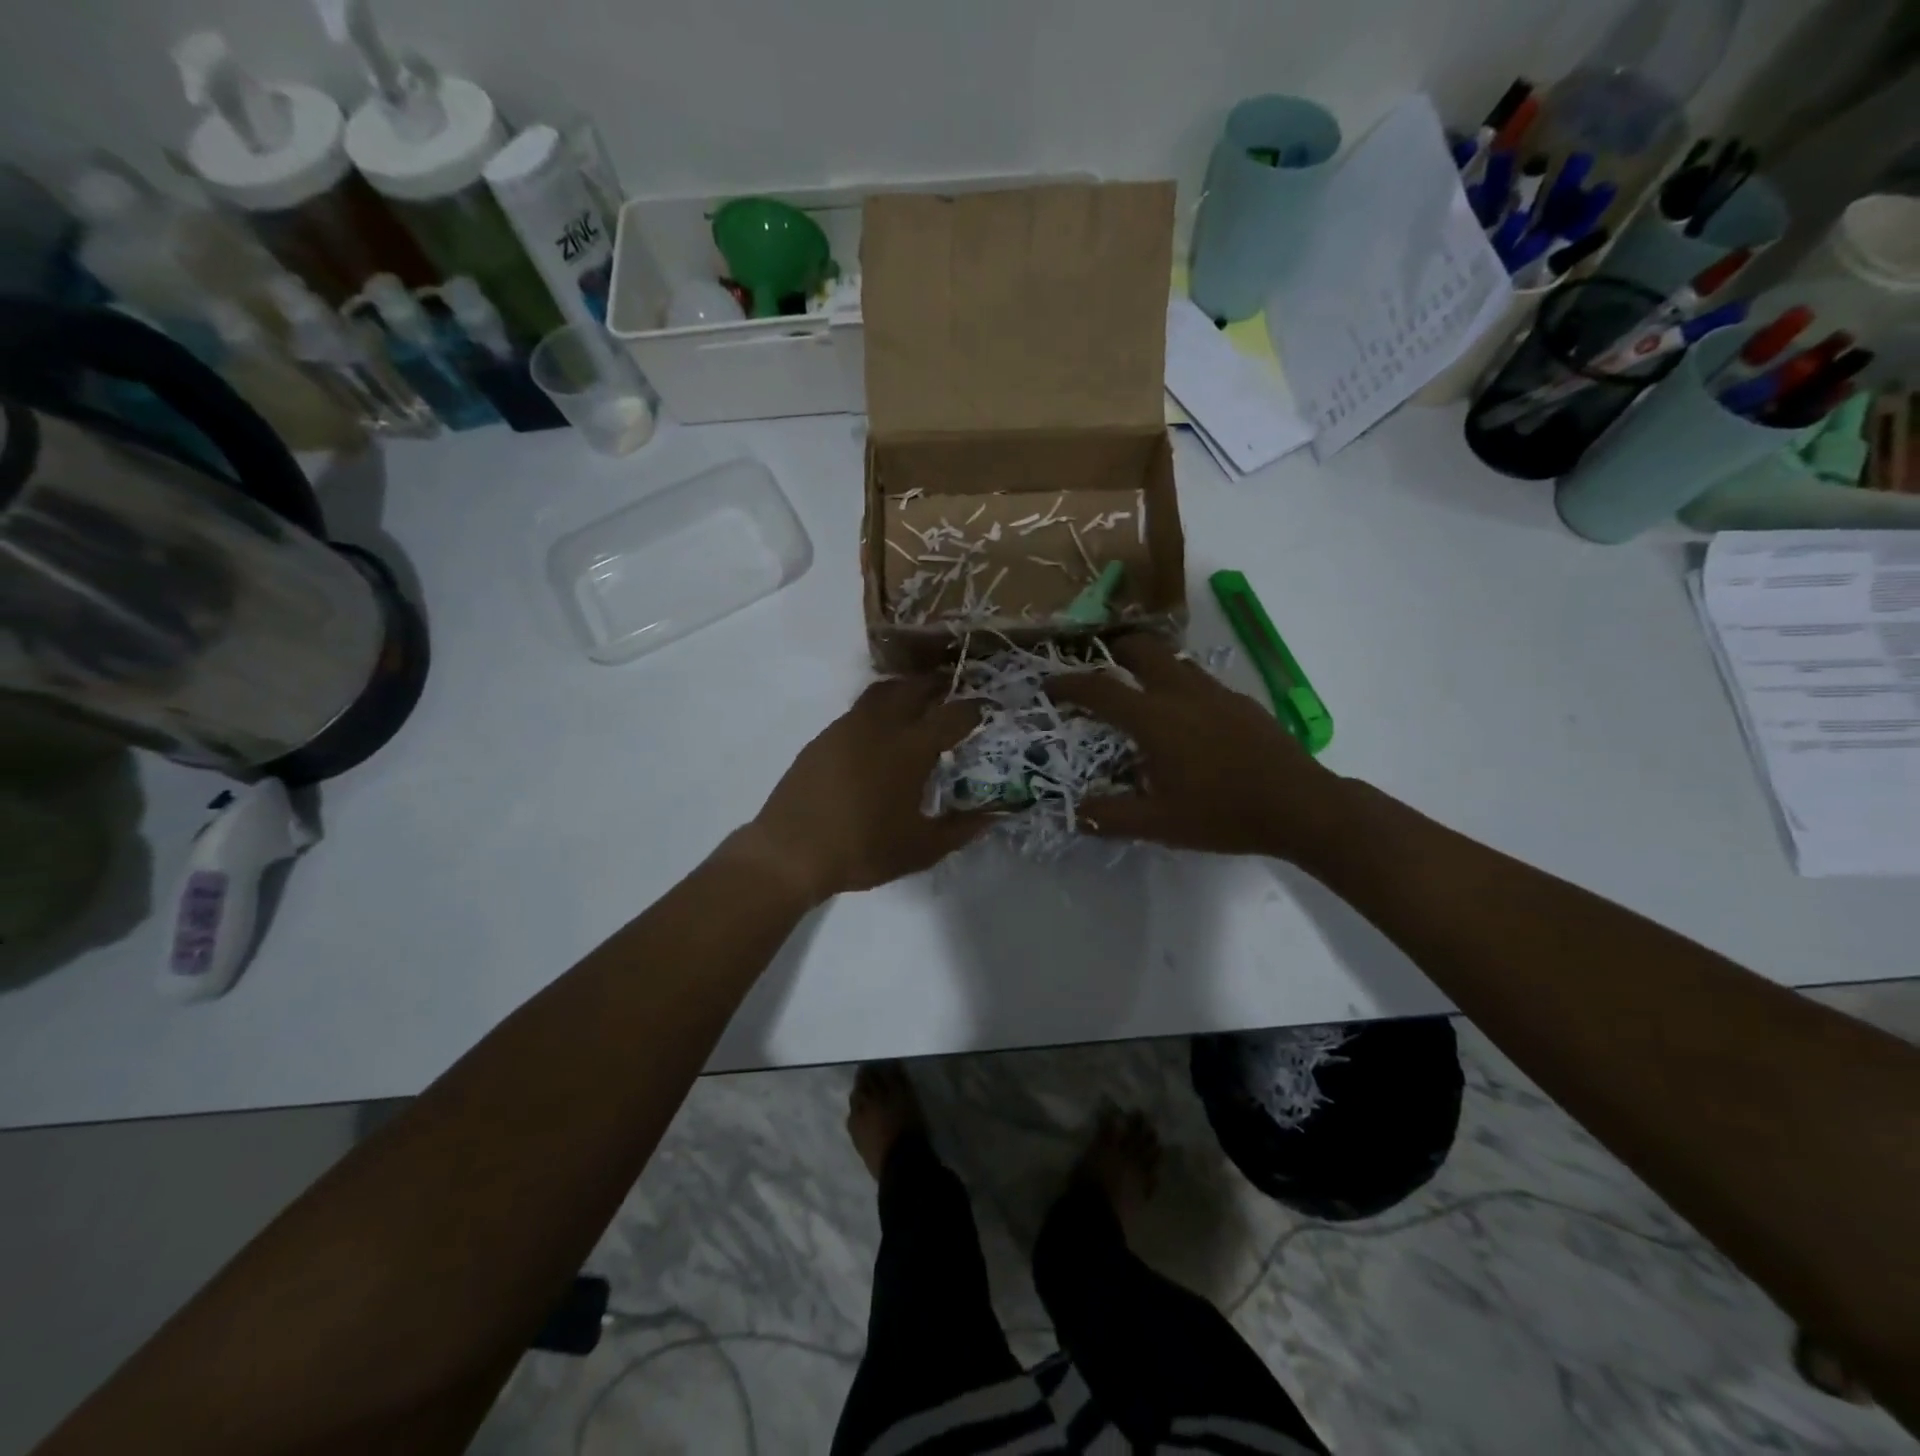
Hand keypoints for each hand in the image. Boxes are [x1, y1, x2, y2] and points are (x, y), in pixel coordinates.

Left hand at [745, 676, 985, 905]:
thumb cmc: (862, 850)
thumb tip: (995, 814)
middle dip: (937, 686)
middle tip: (951, 693)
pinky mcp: (822, 739)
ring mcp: (846, 728)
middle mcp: (880, 727)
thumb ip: (961, 829)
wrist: (789, 852)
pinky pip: (857, 711)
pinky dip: (877, 711)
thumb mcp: (921, 849)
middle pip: (914, 689)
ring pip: (881, 693)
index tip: (986, 708)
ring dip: (904, 691)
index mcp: (910, 749)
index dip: (974, 709)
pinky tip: (877, 737)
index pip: (952, 716)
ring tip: (915, 706)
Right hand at [1050, 635, 1350, 861]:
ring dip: (1148, 665)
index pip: (1099, 690)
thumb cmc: (1223, 814)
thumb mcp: (1159, 824)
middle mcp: (1181, 693)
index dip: (1069, 684)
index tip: (1049, 684)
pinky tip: (1186, 717)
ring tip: (1139, 689)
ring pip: (1173, 660)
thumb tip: (1076, 813)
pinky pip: (1199, 679)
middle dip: (1113, 652)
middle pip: (1140, 650)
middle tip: (1099, 669)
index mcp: (1154, 719)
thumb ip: (1111, 816)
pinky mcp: (1241, 701)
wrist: (1300, 806)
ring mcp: (1216, 692)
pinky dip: (1178, 684)